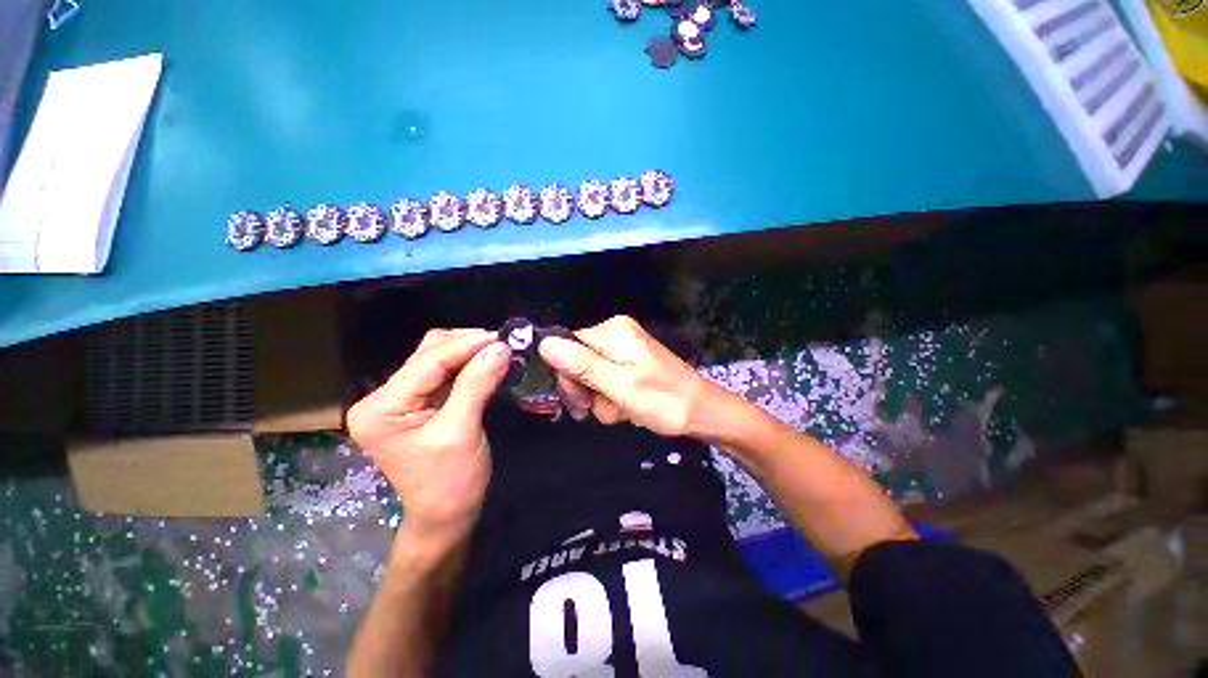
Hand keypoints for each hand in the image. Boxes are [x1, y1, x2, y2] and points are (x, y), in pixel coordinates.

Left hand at [347, 329, 510, 545]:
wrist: (446, 515)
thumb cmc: (450, 482)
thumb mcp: (462, 431)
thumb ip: (477, 384)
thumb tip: (501, 347)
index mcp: (381, 408)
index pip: (427, 362)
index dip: (466, 345)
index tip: (502, 337)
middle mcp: (383, 397)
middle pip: (429, 353)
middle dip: (468, 345)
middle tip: (504, 344)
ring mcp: (400, 399)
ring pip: (438, 358)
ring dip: (470, 352)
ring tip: (499, 351)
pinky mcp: (418, 402)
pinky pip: (445, 373)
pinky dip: (469, 365)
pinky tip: (488, 362)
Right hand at [538, 315, 729, 436]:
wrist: (702, 412)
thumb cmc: (664, 400)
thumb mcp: (619, 385)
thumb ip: (582, 365)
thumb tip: (544, 344)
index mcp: (613, 332)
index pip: (567, 347)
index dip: (568, 376)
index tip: (579, 402)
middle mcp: (616, 334)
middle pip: (578, 361)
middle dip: (587, 390)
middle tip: (601, 409)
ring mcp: (624, 350)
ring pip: (591, 376)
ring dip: (602, 399)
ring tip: (623, 410)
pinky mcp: (630, 364)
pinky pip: (607, 381)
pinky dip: (613, 398)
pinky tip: (629, 408)